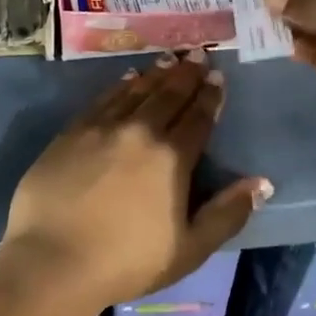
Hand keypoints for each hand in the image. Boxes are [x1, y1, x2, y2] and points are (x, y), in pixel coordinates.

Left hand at [0, 51, 271, 314]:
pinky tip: (127, 78)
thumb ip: (227, 213)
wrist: (53, 260)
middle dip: (186, 73)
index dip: (210, 95)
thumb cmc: (126, 262)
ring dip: (156, 74)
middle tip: (198, 53)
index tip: (217, 76)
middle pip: (168, 95)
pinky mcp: (72, 131)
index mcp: (171, 158)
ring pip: (136, 91)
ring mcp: (102, 127)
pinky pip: (103, 99)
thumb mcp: (189, 249)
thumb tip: (262, 183)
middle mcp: (139, 131)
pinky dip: (120, 85)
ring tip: (169, 59)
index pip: (197, 117)